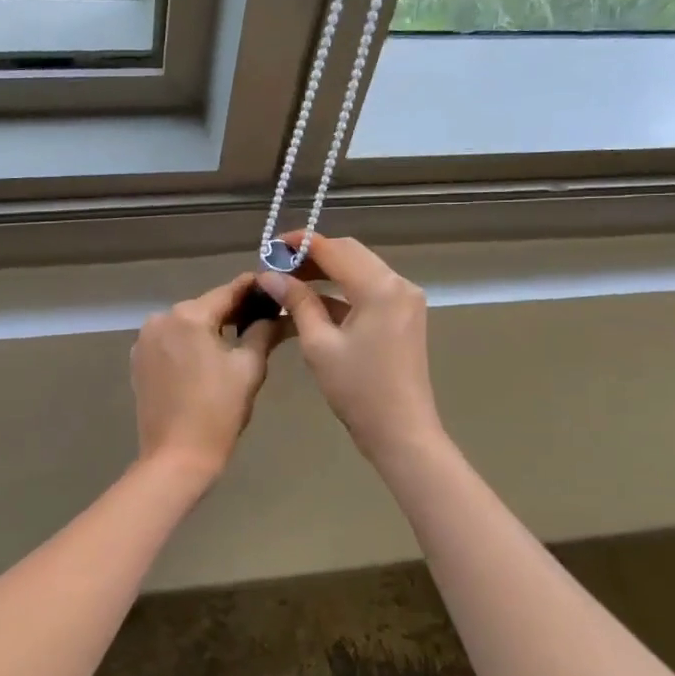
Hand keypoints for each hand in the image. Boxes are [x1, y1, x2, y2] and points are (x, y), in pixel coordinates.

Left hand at [131, 275, 281, 478]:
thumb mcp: (249, 368)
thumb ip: (263, 332)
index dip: (253, 288)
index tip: (273, 285)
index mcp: (189, 316)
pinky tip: (207, 359)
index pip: (228, 291)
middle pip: (205, 307)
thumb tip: (279, 313)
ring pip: (186, 324)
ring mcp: (145, 340)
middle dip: (232, 311)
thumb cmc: (218, 411)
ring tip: (237, 339)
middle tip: (263, 317)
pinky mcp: (138, 360)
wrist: (176, 457)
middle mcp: (161, 319)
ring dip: (209, 328)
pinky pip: (170, 341)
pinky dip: (189, 344)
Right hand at [255, 233, 444, 462]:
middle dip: (313, 256)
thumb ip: (297, 302)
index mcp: (380, 287)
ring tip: (289, 282)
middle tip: (277, 267)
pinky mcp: (404, 316)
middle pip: (350, 253)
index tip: (270, 247)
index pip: (334, 249)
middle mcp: (398, 284)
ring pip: (359, 270)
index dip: (301, 243)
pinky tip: (313, 302)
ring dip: (326, 272)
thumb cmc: (357, 390)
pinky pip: (369, 290)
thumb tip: (270, 276)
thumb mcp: (319, 344)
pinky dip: (342, 291)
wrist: (401, 432)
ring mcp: (405, 300)